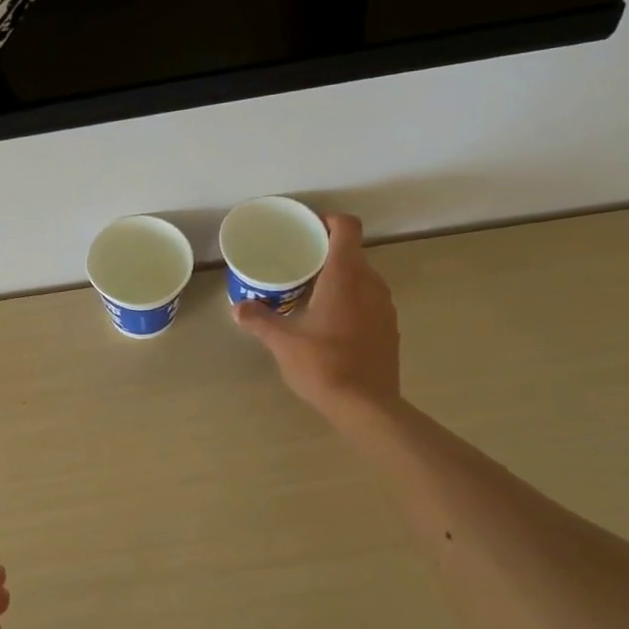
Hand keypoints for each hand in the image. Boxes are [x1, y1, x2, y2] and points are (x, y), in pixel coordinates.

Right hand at [235, 213, 403, 420]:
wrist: (367, 407)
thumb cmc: (323, 365)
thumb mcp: (282, 342)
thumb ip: (259, 320)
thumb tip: (238, 308)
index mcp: (345, 277)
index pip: (347, 228)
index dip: (329, 221)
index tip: (308, 228)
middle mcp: (371, 284)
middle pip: (353, 253)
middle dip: (328, 253)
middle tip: (299, 264)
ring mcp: (385, 308)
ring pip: (364, 278)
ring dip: (342, 278)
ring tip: (313, 293)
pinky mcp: (389, 329)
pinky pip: (370, 301)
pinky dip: (353, 301)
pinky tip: (331, 323)